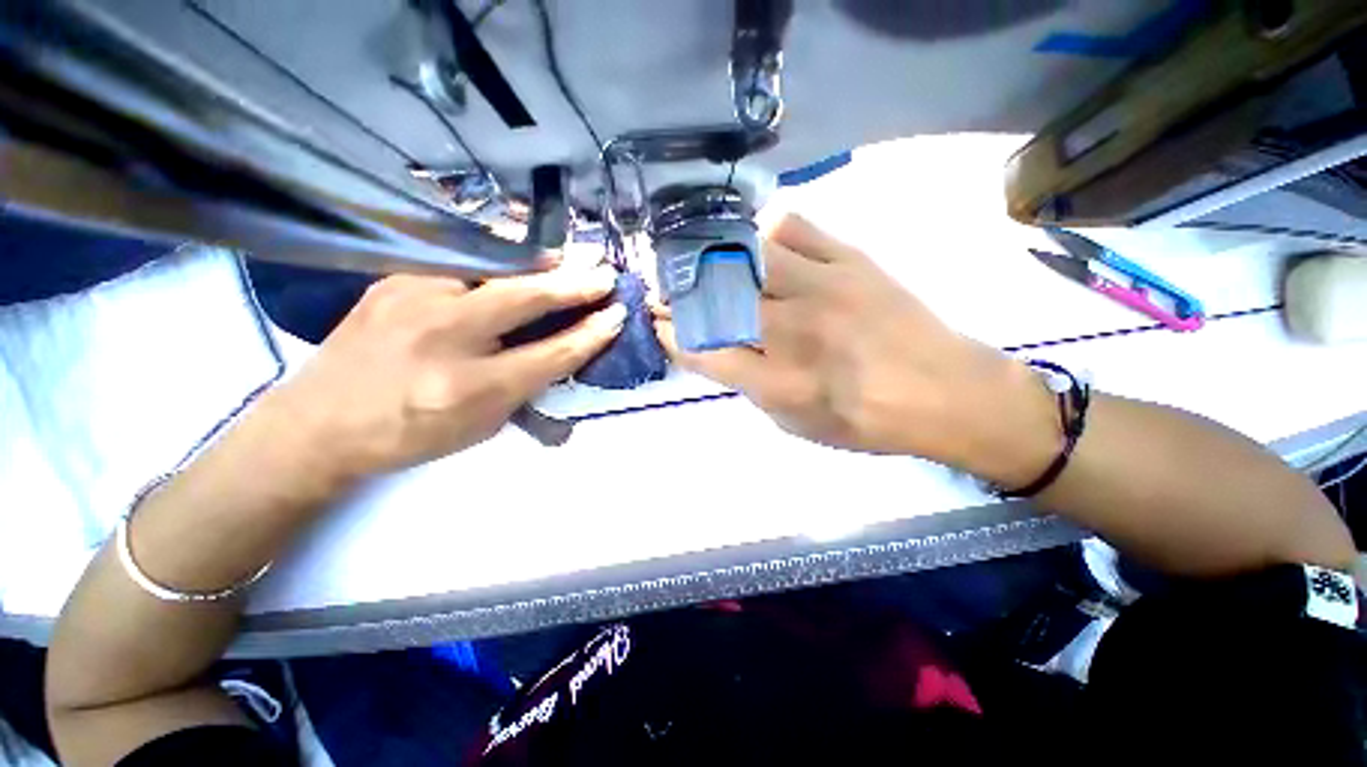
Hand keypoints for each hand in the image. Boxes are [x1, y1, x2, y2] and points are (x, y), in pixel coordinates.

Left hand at [269, 268, 624, 482]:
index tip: (617, 316)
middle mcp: (444, 336)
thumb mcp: (481, 425)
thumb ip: (527, 387)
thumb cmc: (410, 435)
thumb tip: (563, 353)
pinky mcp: (394, 279)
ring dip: (540, 262)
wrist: (318, 424)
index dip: (591, 335)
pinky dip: (499, 259)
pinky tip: (519, 257)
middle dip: (575, 285)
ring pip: (492, 268)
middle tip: (607, 273)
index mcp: (471, 387)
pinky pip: (460, 261)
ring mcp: (413, 298)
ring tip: (571, 256)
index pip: (551, 354)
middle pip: (526, 299)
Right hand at [655, 214, 1057, 485]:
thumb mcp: (795, 424)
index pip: (703, 350)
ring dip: (719, 260)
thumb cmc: (866, 421)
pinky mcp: (851, 260)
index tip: (657, 323)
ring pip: (747, 255)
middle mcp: (792, 331)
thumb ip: (750, 386)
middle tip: (670, 289)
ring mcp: (822, 287)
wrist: (947, 392)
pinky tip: (767, 250)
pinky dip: (770, 235)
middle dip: (680, 293)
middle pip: (716, 299)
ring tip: (715, 267)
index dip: (671, 334)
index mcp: (777, 381)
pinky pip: (795, 228)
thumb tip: (718, 350)